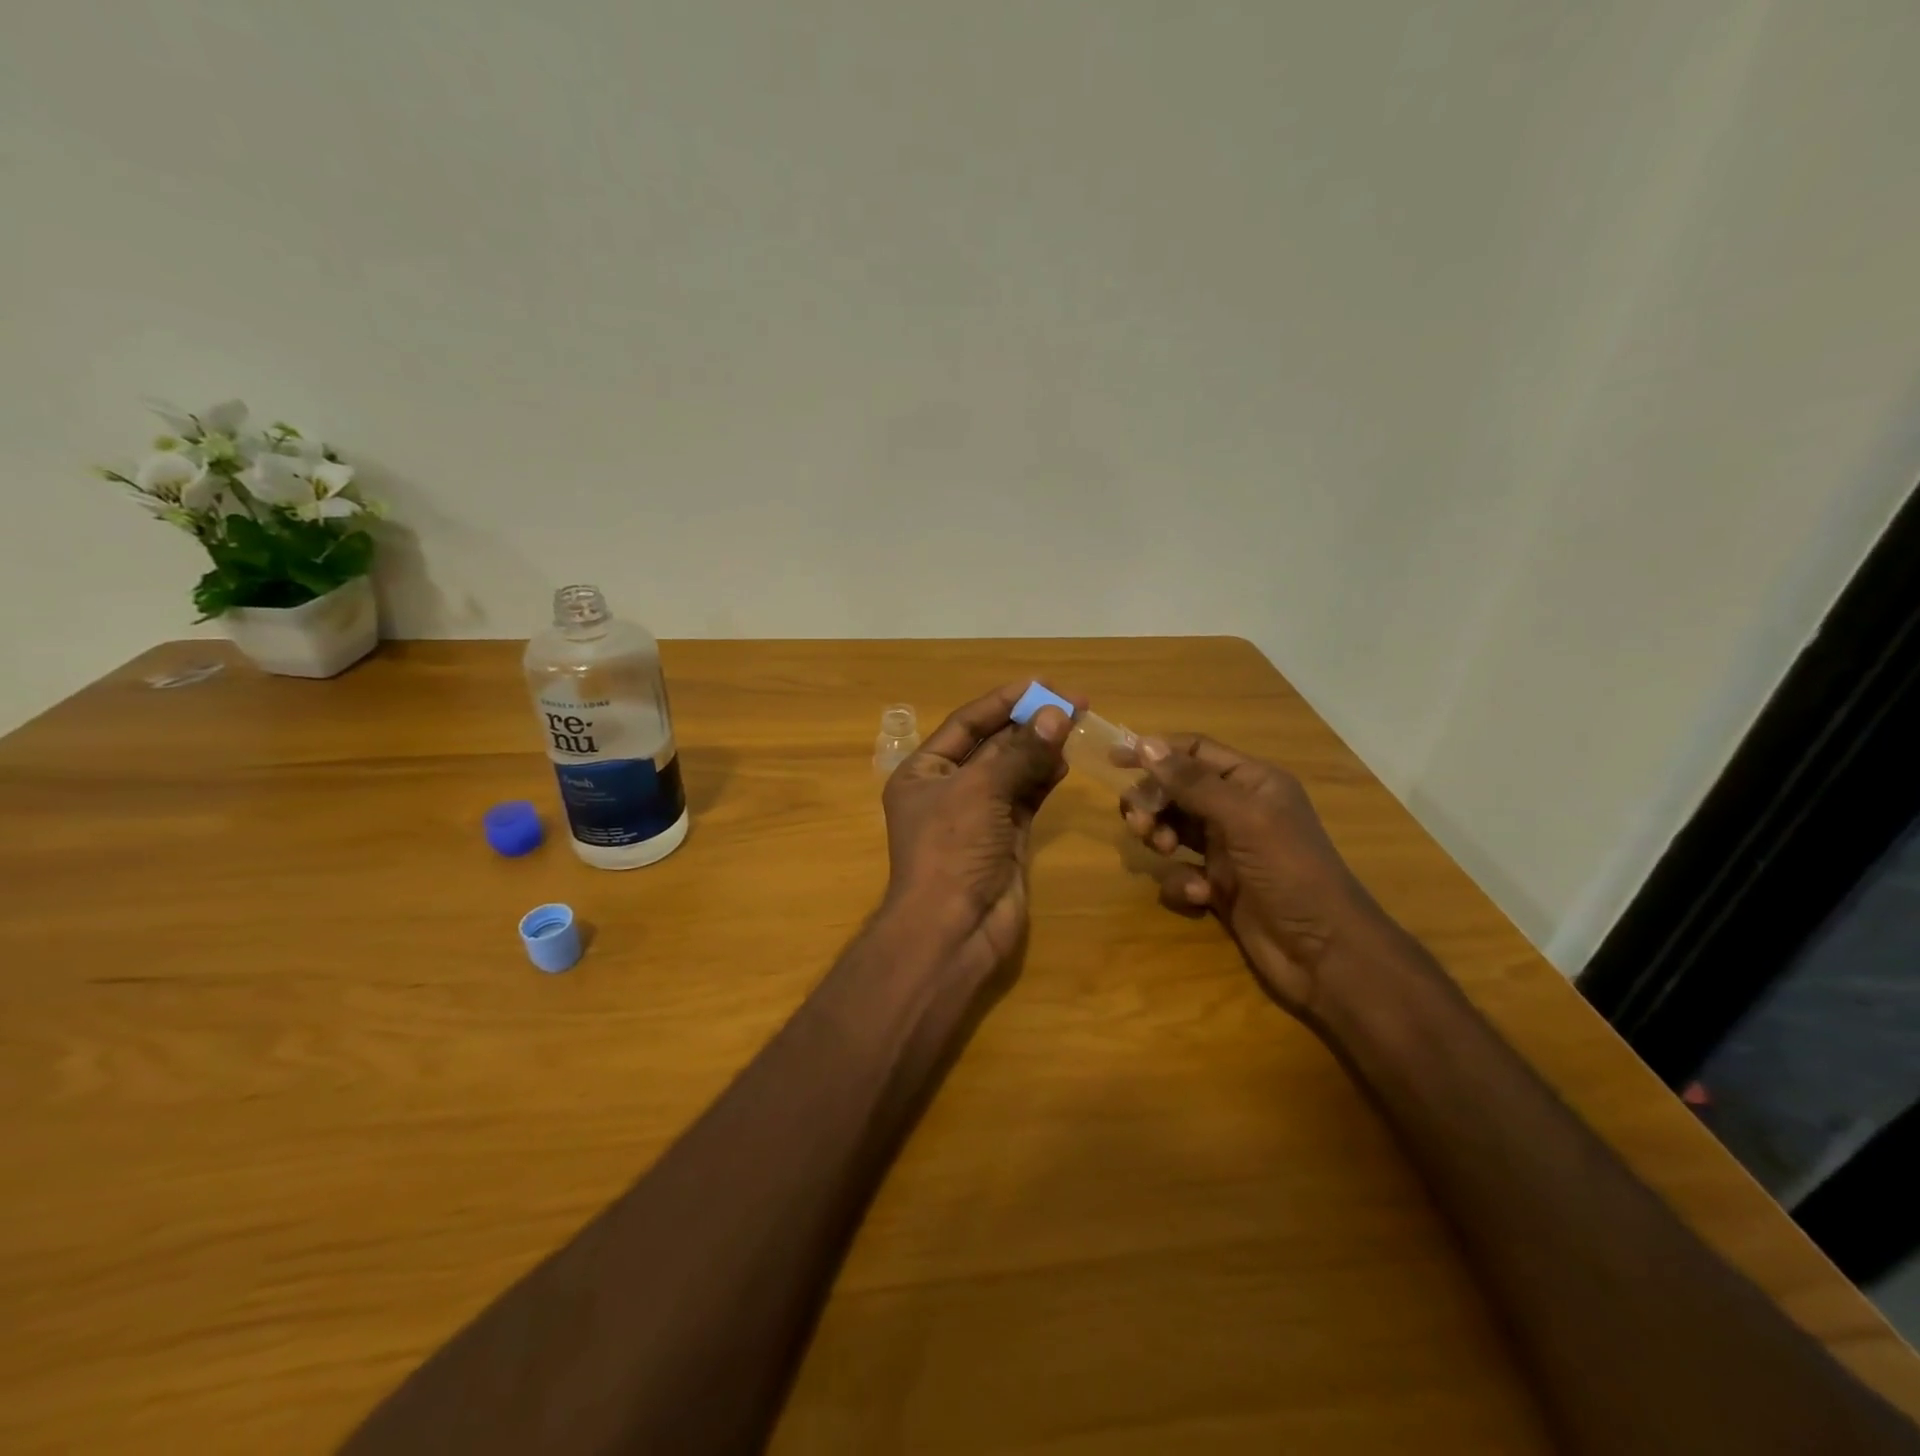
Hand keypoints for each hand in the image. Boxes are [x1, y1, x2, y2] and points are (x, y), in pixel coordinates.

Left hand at [880, 682, 1076, 982]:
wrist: (953, 929)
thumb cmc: (952, 850)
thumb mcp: (981, 791)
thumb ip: (1019, 752)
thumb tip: (1056, 713)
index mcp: (923, 772)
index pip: (966, 724)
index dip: (1003, 702)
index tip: (1042, 684)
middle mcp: (949, 789)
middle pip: (993, 744)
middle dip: (1029, 724)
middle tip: (1073, 703)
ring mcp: (979, 815)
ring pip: (1013, 770)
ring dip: (1041, 748)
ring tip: (1075, 725)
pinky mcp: (1005, 837)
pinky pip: (1026, 797)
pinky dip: (1044, 778)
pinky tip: (1065, 761)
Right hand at [1121, 734, 1396, 1021]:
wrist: (1323, 953)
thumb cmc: (1289, 872)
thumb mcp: (1243, 818)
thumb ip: (1193, 782)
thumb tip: (1146, 744)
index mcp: (1252, 782)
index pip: (1194, 751)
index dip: (1155, 751)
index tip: (1115, 759)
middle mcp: (1237, 810)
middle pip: (1176, 789)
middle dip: (1152, 802)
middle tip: (1139, 823)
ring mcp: (1226, 850)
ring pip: (1172, 828)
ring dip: (1159, 836)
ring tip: (1163, 850)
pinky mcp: (1218, 886)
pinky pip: (1180, 872)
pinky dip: (1180, 881)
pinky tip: (1199, 896)